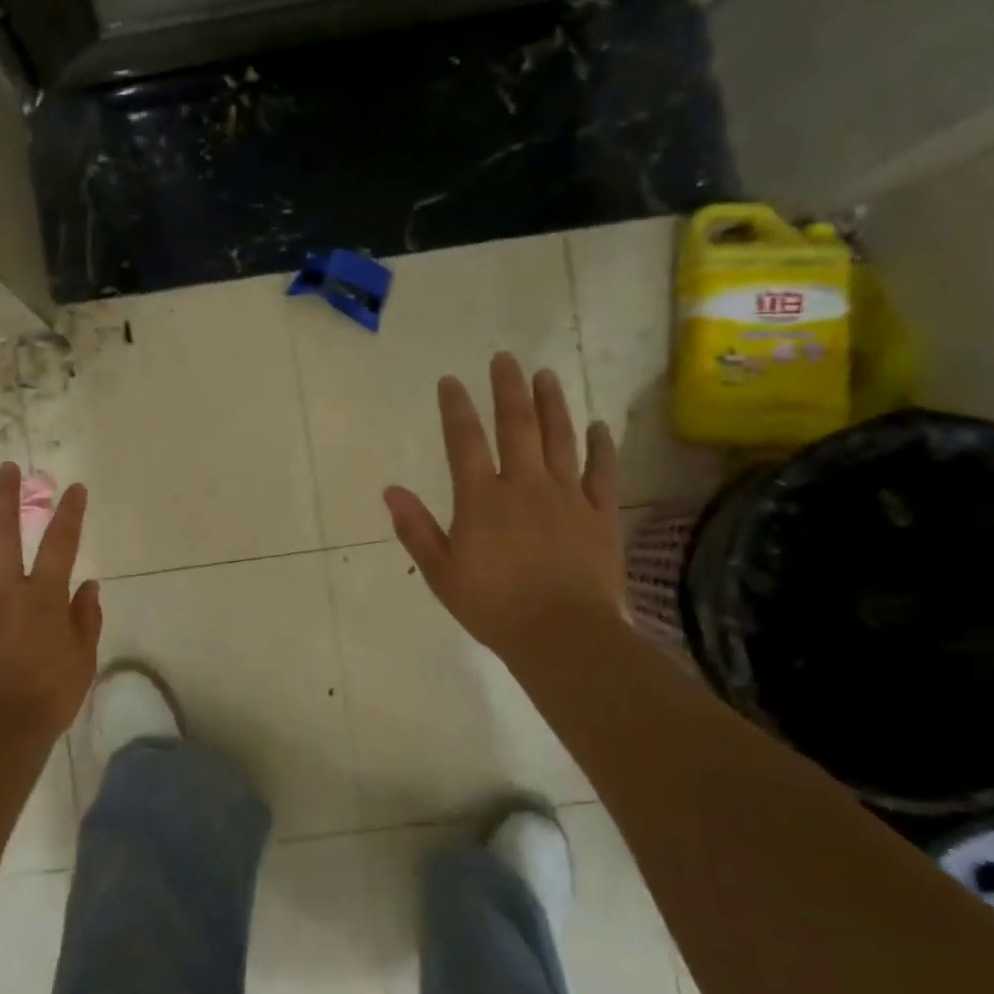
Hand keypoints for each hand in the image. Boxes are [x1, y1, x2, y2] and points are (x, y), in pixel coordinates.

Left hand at [0, 461, 101, 741]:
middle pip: (1, 531)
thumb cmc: (47, 697)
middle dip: (5, 496)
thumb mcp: (82, 659)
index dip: (69, 512)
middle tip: (6, 468)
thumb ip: (85, 618)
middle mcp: (1, 589)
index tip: (74, 488)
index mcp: (42, 596)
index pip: (60, 543)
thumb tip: (89, 586)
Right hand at [384, 354, 623, 662]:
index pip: (465, 441)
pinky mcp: (601, 514)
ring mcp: (568, 496)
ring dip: (552, 403)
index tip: (450, 381)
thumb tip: (390, 490)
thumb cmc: (494, 607)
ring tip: (546, 375)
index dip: (455, 408)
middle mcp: (525, 485)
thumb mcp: (442, 572)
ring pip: (560, 438)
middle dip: (508, 389)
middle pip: (517, 426)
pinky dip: (600, 445)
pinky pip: (603, 471)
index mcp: (482, 499)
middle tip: (504, 358)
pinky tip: (597, 425)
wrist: (563, 635)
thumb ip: (416, 529)